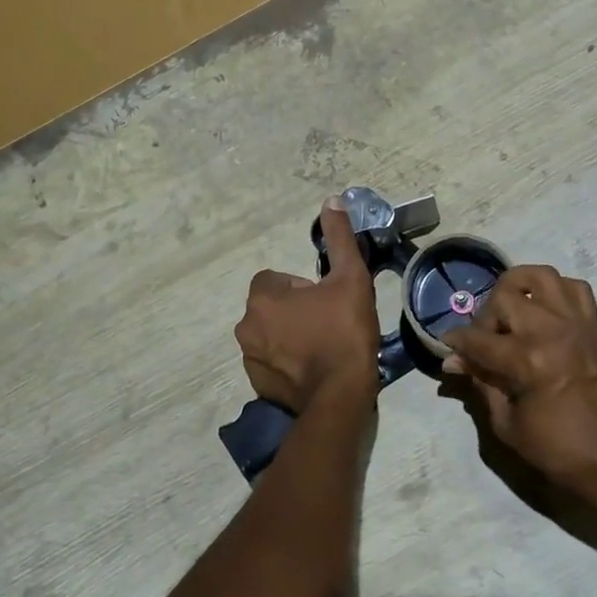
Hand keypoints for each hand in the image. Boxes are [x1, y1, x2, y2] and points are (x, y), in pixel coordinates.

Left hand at [234, 198, 378, 412]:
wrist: (340, 396)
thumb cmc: (344, 331)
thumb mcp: (350, 278)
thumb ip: (339, 238)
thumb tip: (332, 200)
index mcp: (262, 297)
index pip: (275, 279)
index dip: (302, 286)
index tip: (326, 300)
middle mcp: (246, 325)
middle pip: (272, 306)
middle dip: (295, 311)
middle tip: (328, 323)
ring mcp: (249, 358)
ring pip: (270, 334)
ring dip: (289, 336)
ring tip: (323, 347)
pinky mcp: (257, 385)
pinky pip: (271, 362)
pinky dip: (287, 362)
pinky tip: (313, 369)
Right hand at [442, 266, 596, 498]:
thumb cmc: (557, 449)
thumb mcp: (506, 423)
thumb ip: (481, 382)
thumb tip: (455, 360)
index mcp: (527, 360)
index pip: (478, 338)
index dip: (457, 341)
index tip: (448, 345)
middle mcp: (550, 331)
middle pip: (504, 296)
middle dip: (486, 316)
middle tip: (486, 340)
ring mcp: (575, 323)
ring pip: (540, 276)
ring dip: (519, 287)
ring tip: (512, 310)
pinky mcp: (593, 326)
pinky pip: (575, 287)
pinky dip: (557, 291)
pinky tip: (545, 310)